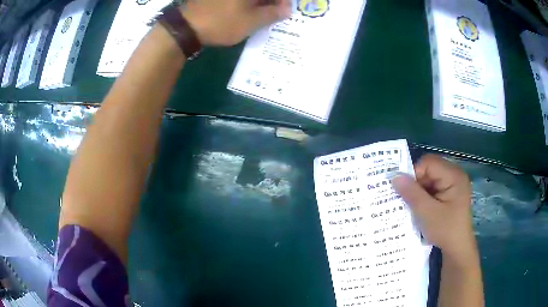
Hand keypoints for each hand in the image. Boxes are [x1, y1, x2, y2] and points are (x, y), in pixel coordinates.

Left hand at [182, 0, 291, 45]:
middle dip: (271, 2)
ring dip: (259, 3)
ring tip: (263, 14)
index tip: (285, 10)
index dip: (283, 1)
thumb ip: (272, 14)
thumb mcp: (251, 22)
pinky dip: (246, 4)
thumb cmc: (221, 23)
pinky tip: (247, 12)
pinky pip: (239, 1)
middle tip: (275, 13)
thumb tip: (287, 9)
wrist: (186, 26)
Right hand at [393, 155, 476, 262]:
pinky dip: (424, 195)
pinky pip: (433, 187)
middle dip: (416, 183)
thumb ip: (411, 193)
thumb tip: (394, 176)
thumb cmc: (445, 230)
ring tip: (414, 206)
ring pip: (430, 179)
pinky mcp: (450, 192)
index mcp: (454, 176)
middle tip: (408, 200)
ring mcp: (453, 183)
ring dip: (419, 191)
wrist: (457, 248)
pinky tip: (421, 208)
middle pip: (429, 169)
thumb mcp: (426, 213)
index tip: (405, 192)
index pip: (429, 163)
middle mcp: (455, 175)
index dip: (414, 174)